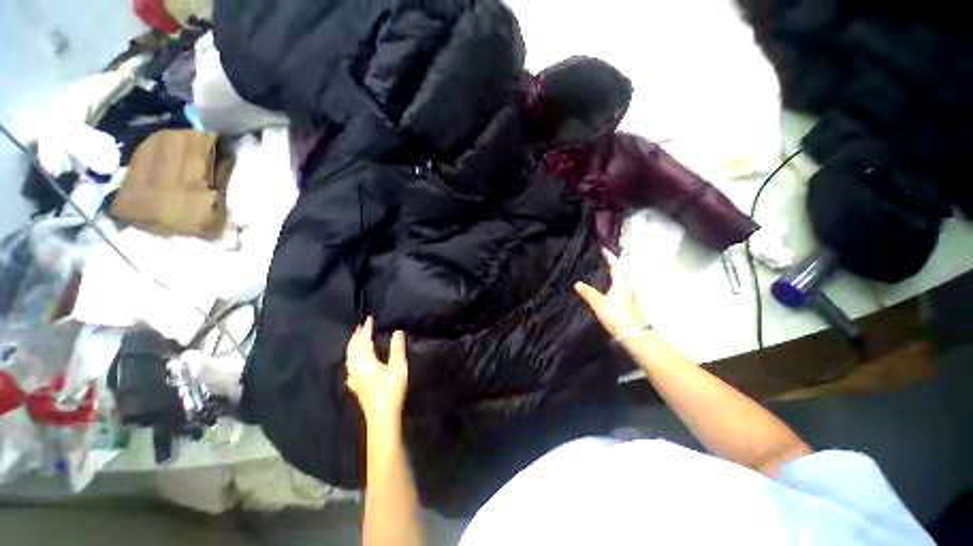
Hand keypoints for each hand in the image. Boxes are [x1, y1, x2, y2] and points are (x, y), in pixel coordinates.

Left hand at [345, 317, 408, 430]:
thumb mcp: (398, 367)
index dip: (367, 329)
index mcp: (365, 361)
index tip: (369, 318)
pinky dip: (351, 360)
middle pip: (352, 348)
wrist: (382, 417)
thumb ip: (397, 348)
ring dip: (353, 346)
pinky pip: (350, 368)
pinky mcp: (356, 386)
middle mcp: (356, 368)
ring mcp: (354, 378)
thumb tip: (397, 331)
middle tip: (361, 326)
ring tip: (357, 339)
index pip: (364, 340)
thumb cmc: (391, 390)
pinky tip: (352, 365)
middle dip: (356, 336)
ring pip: (349, 357)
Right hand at [574, 249, 644, 337]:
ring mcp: (630, 295)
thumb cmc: (616, 315)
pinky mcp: (629, 303)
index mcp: (621, 283)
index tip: (602, 249)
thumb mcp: (598, 303)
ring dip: (613, 275)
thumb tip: (577, 283)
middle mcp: (627, 286)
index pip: (615, 265)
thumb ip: (588, 293)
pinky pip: (621, 288)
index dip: (609, 257)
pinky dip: (614, 284)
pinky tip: (607, 290)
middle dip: (612, 265)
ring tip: (602, 273)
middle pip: (620, 272)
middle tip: (601, 261)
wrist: (633, 334)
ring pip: (621, 280)